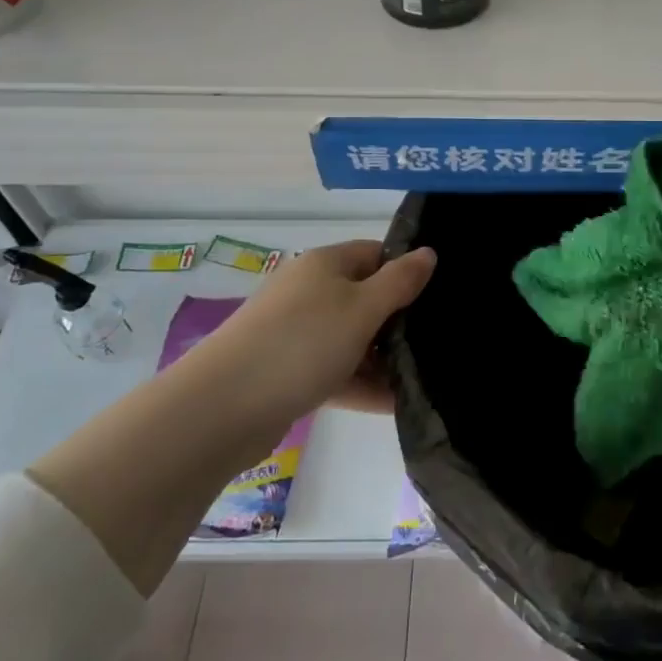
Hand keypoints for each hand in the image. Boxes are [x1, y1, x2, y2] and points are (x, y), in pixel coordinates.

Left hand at [199, 240, 436, 425]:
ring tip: (423, 379)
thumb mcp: (362, 308)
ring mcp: (295, 333)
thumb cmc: (302, 343)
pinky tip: (394, 404)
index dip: (407, 270)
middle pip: (365, 297)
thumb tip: (428, 252)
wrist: (222, 407)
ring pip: (351, 338)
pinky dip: (361, 384)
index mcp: (325, 264)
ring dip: (383, 358)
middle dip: (399, 320)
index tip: (439, 297)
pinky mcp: (287, 371)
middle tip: (436, 342)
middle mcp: (308, 291)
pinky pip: (334, 371)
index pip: (376, 254)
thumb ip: (400, 281)